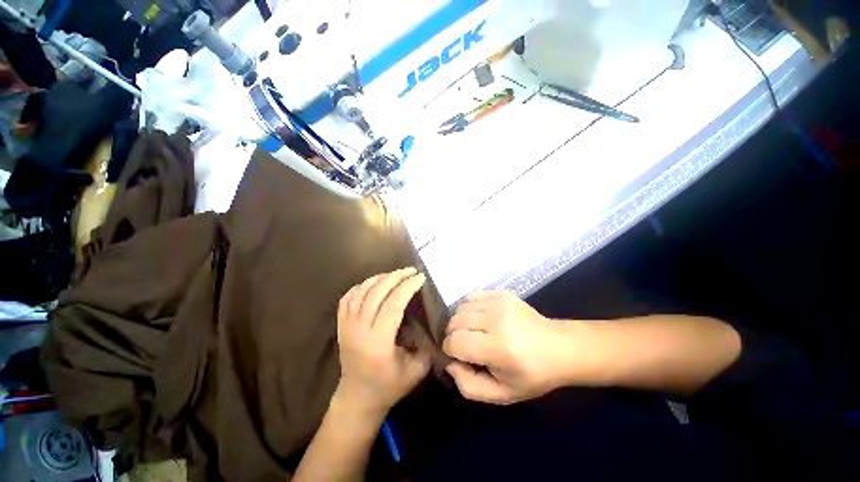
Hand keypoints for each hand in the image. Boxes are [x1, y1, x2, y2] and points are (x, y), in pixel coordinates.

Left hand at [336, 268, 430, 418]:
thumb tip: (433, 322)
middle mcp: (359, 330)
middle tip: (411, 270)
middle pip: (376, 292)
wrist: (357, 398)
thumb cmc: (389, 387)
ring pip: (361, 291)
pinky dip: (361, 285)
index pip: (393, 304)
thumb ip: (427, 346)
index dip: (408, 287)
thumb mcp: (416, 371)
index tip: (420, 277)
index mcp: (378, 342)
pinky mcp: (340, 325)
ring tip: (395, 274)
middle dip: (396, 276)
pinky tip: (374, 283)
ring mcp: (346, 326)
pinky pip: (348, 297)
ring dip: (380, 278)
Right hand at [443, 291, 577, 403]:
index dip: (450, 351)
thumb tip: (449, 363)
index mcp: (499, 348)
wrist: (559, 347)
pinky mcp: (502, 293)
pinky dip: (469, 309)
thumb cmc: (531, 375)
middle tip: (464, 345)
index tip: (458, 356)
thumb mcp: (501, 394)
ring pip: (461, 307)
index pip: (455, 342)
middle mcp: (497, 320)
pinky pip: (472, 297)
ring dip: (460, 321)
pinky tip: (479, 319)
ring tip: (472, 332)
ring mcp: (500, 302)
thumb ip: (468, 385)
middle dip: (453, 335)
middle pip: (455, 321)